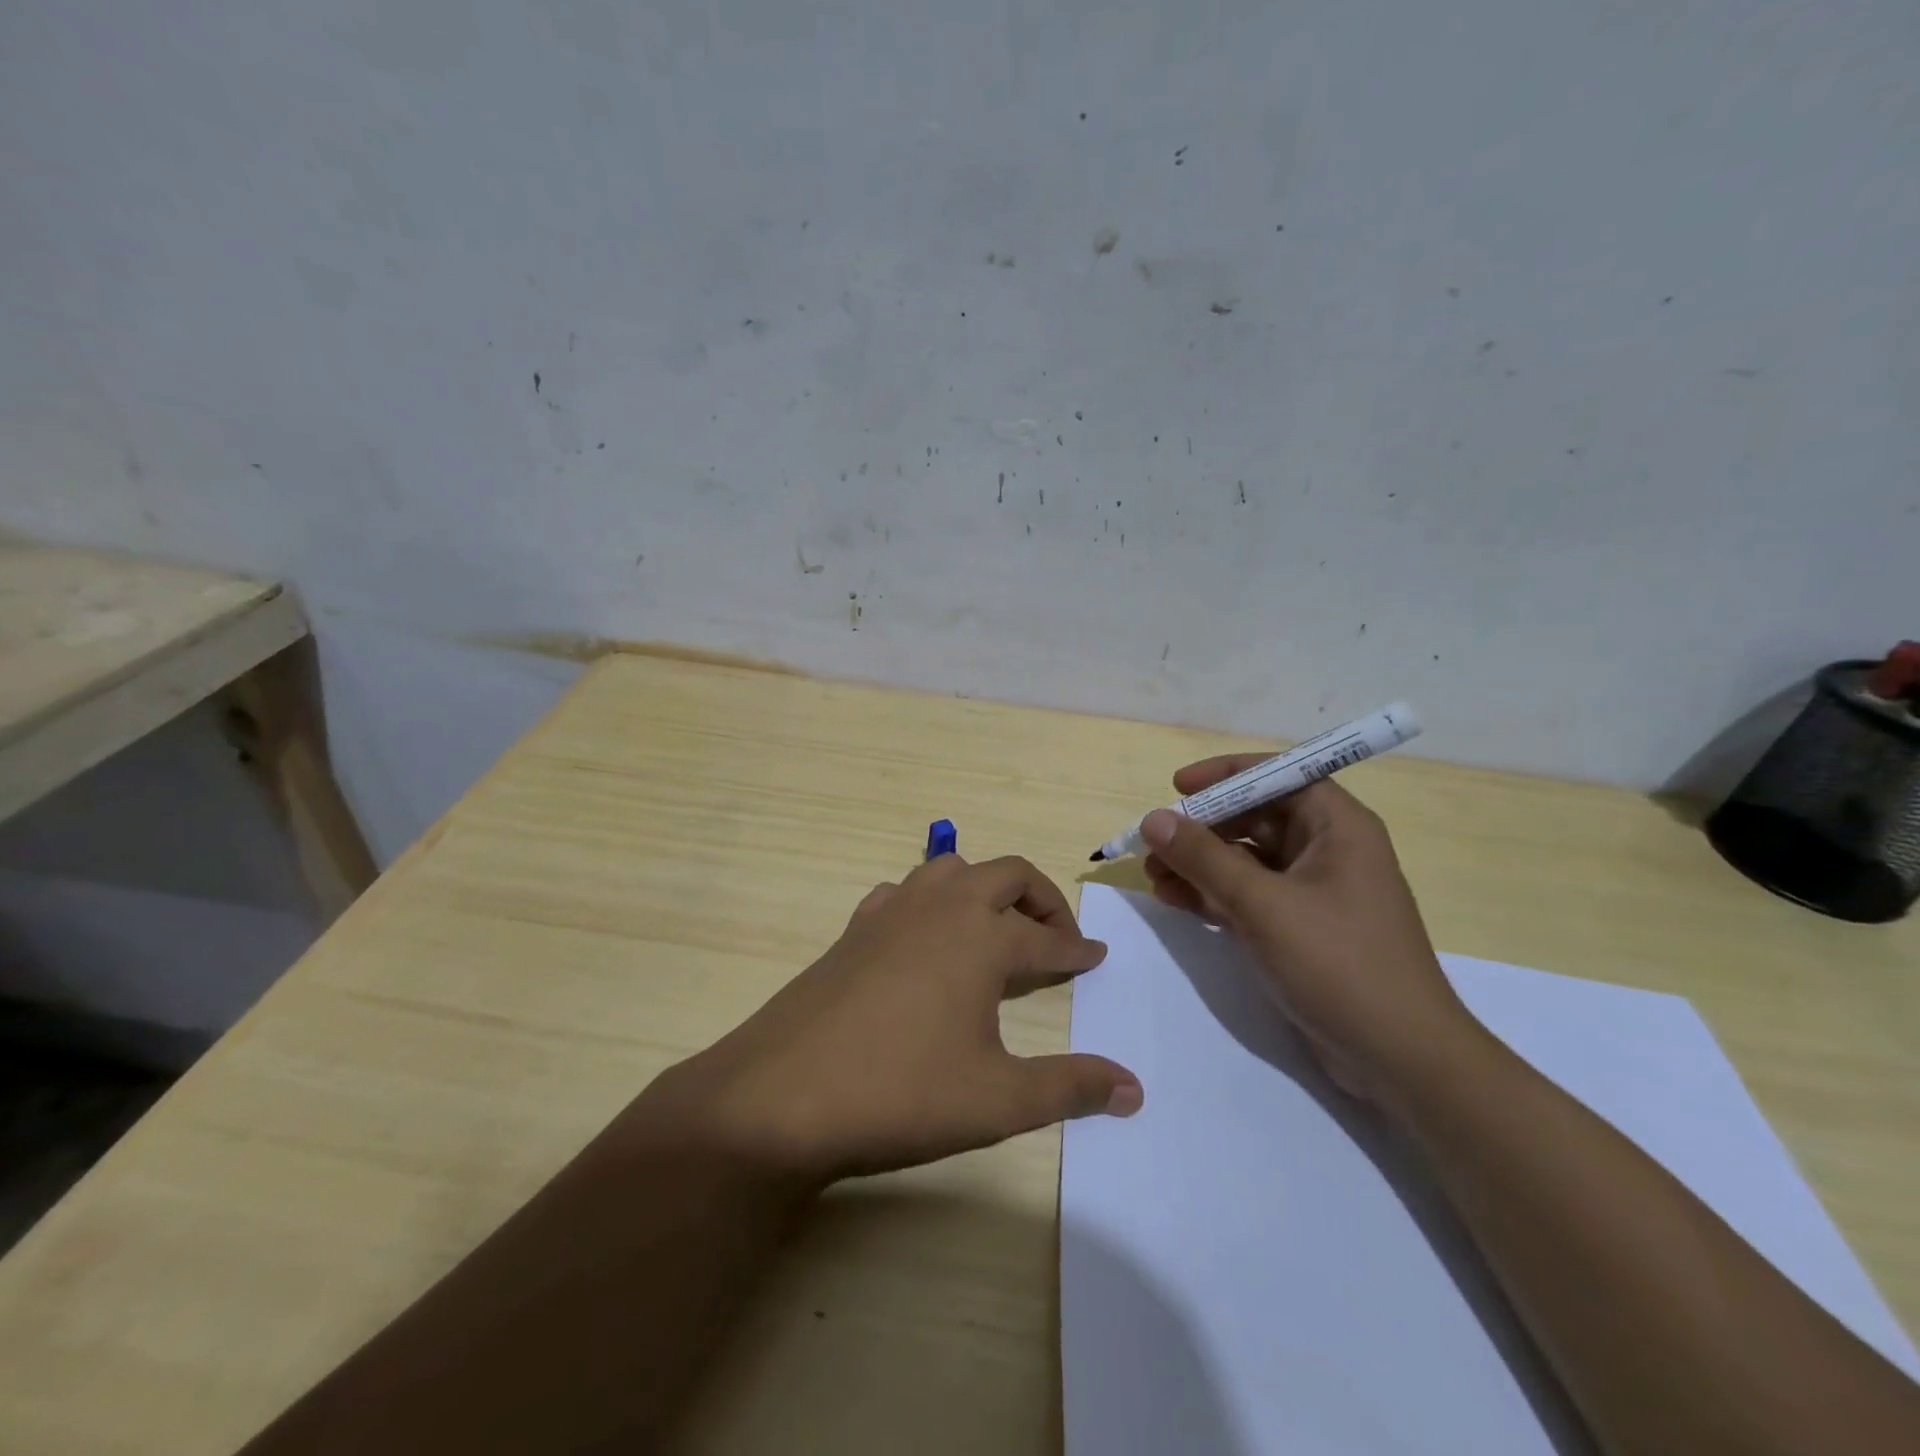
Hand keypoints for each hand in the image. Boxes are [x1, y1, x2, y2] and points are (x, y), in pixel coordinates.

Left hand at [642, 855, 1141, 1184]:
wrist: (782, 1095)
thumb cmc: (901, 1093)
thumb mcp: (998, 1100)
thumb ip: (1070, 1088)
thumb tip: (1134, 1088)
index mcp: (983, 939)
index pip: (1047, 941)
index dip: (1077, 951)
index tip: (1097, 958)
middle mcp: (942, 908)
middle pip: (1007, 875)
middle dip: (1042, 900)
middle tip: (1057, 939)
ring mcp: (892, 911)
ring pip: (952, 870)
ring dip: (984, 889)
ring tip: (995, 930)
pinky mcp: (854, 927)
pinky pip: (904, 892)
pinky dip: (930, 901)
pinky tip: (925, 939)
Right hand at [1140, 760, 1478, 1107]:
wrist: (1399, 1059)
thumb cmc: (1340, 964)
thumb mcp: (1264, 905)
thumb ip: (1204, 858)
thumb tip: (1153, 819)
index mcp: (1337, 826)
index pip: (1278, 776)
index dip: (1226, 775)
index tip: (1178, 786)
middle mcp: (1327, 849)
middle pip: (1254, 818)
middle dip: (1202, 829)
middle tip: (1153, 844)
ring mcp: (1312, 891)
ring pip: (1245, 860)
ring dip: (1199, 864)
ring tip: (1152, 877)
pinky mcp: (1299, 928)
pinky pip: (1248, 895)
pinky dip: (1212, 895)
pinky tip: (1174, 900)